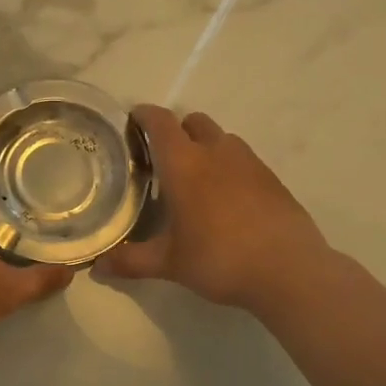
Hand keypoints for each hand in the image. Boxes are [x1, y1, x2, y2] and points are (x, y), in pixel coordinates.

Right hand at [94, 104, 329, 313]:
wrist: (289, 270)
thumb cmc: (219, 259)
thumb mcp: (169, 263)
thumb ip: (130, 261)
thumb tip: (97, 267)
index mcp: (184, 163)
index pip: (160, 122)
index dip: (143, 115)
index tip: (132, 121)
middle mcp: (216, 152)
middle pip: (193, 121)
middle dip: (176, 131)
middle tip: (163, 159)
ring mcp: (249, 162)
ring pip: (221, 138)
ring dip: (205, 147)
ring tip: (196, 180)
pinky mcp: (272, 178)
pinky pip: (243, 160)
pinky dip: (230, 168)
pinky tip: (227, 201)